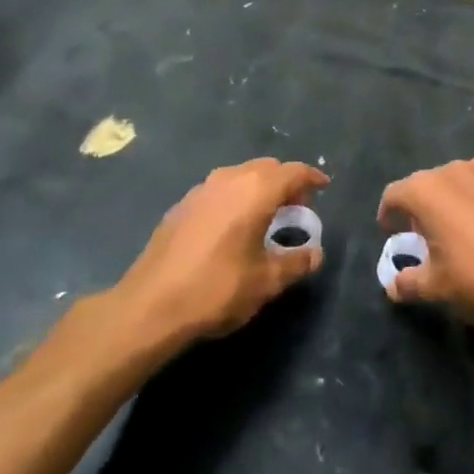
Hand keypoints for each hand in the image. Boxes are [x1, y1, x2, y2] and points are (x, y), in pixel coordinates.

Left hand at [115, 159, 327, 346]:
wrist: (150, 305)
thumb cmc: (217, 289)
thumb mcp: (266, 282)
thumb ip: (296, 263)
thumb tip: (315, 253)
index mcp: (255, 190)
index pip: (292, 172)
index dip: (311, 177)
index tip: (323, 186)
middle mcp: (229, 179)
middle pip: (266, 168)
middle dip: (285, 182)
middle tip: (297, 207)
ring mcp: (201, 189)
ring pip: (240, 175)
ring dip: (259, 187)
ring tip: (267, 215)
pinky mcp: (181, 205)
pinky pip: (219, 189)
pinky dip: (235, 197)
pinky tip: (233, 225)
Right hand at [378, 153, 473, 342]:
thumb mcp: (436, 287)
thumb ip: (409, 283)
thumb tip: (393, 287)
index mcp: (425, 191)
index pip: (395, 194)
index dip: (389, 212)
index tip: (390, 231)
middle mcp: (453, 172)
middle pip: (426, 182)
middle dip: (420, 204)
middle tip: (424, 234)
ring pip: (458, 173)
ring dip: (451, 192)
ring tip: (456, 218)